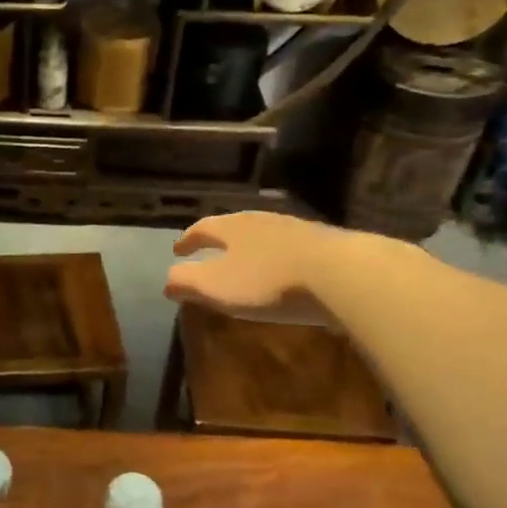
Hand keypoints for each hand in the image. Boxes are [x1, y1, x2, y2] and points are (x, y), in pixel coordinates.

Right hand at [165, 213, 348, 326]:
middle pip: (233, 227)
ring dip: (250, 248)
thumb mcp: (216, 287)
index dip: (187, 240)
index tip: (178, 250)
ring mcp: (296, 229)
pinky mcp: (324, 244)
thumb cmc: (267, 281)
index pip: (202, 228)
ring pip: (263, 235)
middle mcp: (261, 220)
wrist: (340, 274)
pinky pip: (289, 248)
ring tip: (246, 263)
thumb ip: (187, 282)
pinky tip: (283, 273)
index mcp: (231, 228)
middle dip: (219, 241)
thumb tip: (166, 281)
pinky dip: (277, 258)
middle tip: (209, 253)